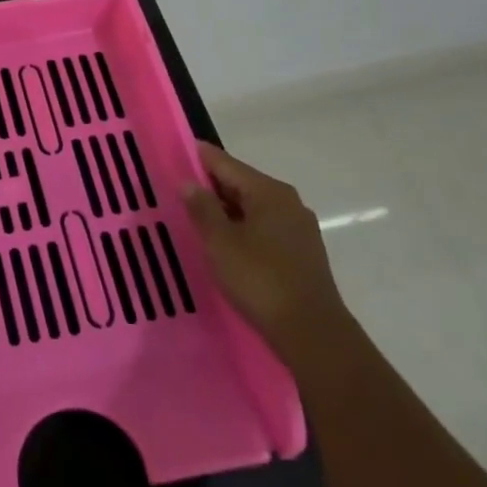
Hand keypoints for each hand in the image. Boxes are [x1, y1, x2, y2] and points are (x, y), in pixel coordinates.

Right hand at [182, 141, 347, 365]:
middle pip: (241, 183)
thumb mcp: (220, 242)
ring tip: (197, 217)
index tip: (175, 153)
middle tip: (179, 189)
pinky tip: (226, 242)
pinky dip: (242, 227)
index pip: (226, 163)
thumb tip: (189, 182)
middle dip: (211, 186)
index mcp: (269, 192)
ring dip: (226, 209)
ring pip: (253, 207)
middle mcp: (288, 202)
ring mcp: (299, 227)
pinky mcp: (302, 252)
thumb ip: (202, 208)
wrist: (312, 332)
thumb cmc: (260, 280)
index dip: (199, 157)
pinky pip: (264, 227)